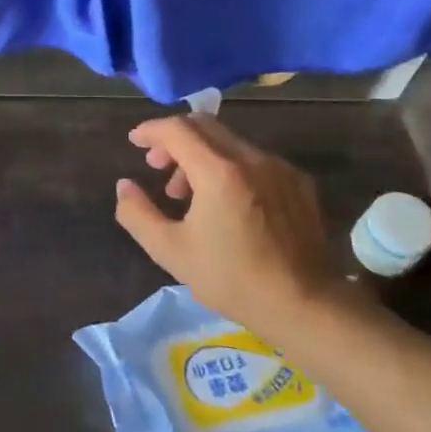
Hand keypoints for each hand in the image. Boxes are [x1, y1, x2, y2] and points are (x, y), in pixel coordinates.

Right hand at [113, 115, 344, 337]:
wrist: (306, 305)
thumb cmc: (232, 279)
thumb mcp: (171, 251)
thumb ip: (138, 214)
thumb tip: (124, 186)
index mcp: (218, 172)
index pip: (177, 129)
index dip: (151, 130)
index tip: (135, 141)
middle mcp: (251, 158)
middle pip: (205, 125)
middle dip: (174, 138)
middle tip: (158, 165)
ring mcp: (280, 168)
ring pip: (230, 142)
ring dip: (201, 155)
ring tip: (190, 192)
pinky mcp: (300, 182)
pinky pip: (256, 159)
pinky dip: (231, 166)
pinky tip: (228, 202)